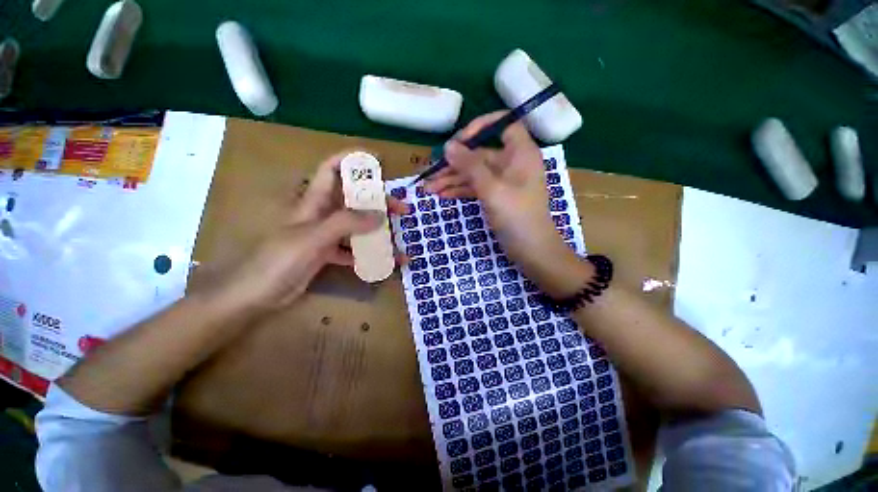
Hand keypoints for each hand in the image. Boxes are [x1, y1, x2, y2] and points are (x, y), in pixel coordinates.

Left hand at [219, 152, 408, 311]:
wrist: (255, 296)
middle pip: (354, 200)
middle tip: (402, 209)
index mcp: (314, 202)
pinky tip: (386, 262)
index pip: (331, 169)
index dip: (351, 159)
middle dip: (379, 201)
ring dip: (378, 230)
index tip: (377, 160)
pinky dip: (369, 255)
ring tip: (399, 237)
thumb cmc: (278, 261)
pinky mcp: (328, 254)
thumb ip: (346, 223)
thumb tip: (380, 215)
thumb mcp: (313, 237)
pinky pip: (354, 250)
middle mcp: (322, 215)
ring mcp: (326, 235)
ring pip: (357, 226)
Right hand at [425, 112, 590, 296]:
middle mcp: (512, 163)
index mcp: (520, 152)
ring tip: (429, 188)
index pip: (502, 124)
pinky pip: (476, 187)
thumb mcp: (492, 189)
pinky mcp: (496, 196)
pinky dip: (460, 190)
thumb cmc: (517, 217)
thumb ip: (470, 166)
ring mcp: (503, 181)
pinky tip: (442, 195)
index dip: (480, 127)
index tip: (458, 141)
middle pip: (479, 154)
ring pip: (474, 173)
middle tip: (430, 173)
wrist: (532, 251)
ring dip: (452, 179)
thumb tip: (448, 145)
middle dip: (454, 164)